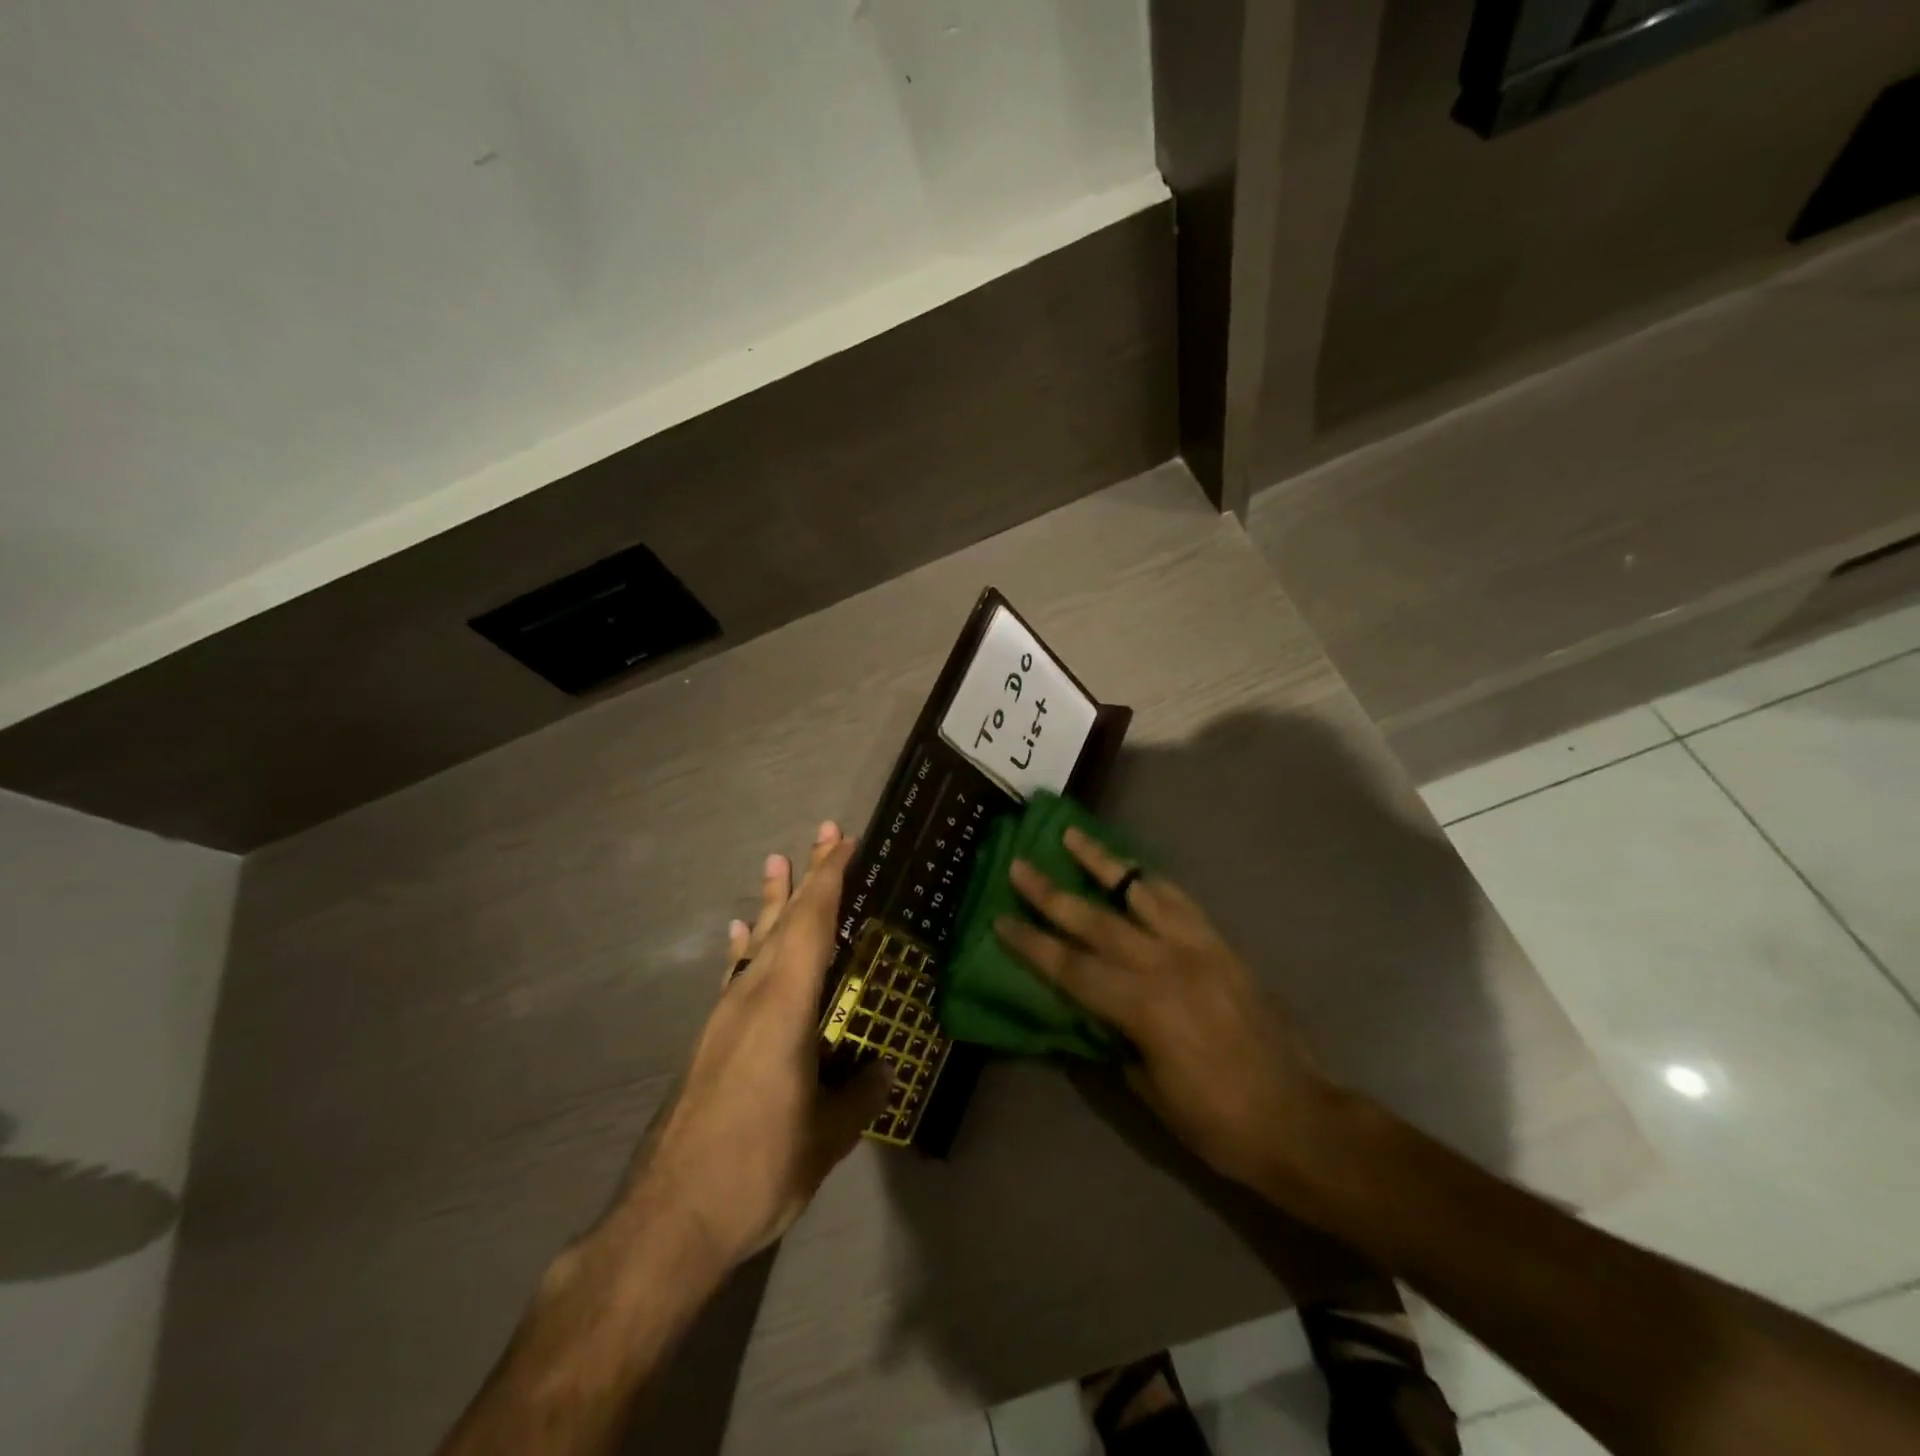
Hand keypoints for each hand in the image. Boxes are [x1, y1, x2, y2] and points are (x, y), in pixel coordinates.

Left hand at [631, 823, 889, 1267]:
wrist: (670, 1218)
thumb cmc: (758, 1168)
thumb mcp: (826, 1136)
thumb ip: (860, 1094)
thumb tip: (885, 1069)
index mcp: (784, 1006)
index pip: (811, 925)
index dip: (829, 879)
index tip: (842, 841)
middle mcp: (751, 996)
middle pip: (783, 921)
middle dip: (807, 876)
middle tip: (823, 834)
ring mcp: (725, 1016)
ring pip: (755, 942)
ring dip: (771, 903)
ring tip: (775, 863)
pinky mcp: (711, 1039)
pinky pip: (733, 975)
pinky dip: (741, 947)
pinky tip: (737, 935)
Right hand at [994, 827, 1336, 1197]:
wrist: (1299, 1120)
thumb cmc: (1217, 1122)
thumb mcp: (1149, 1089)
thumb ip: (1115, 1037)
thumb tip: (1093, 1009)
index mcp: (1143, 1006)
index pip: (1071, 967)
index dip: (1032, 944)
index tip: (1001, 920)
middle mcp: (1166, 964)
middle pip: (1096, 920)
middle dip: (1052, 893)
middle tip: (1020, 865)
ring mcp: (1198, 948)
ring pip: (1140, 892)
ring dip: (1103, 863)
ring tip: (1074, 837)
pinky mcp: (1221, 945)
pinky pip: (1180, 901)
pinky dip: (1151, 881)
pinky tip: (1135, 870)